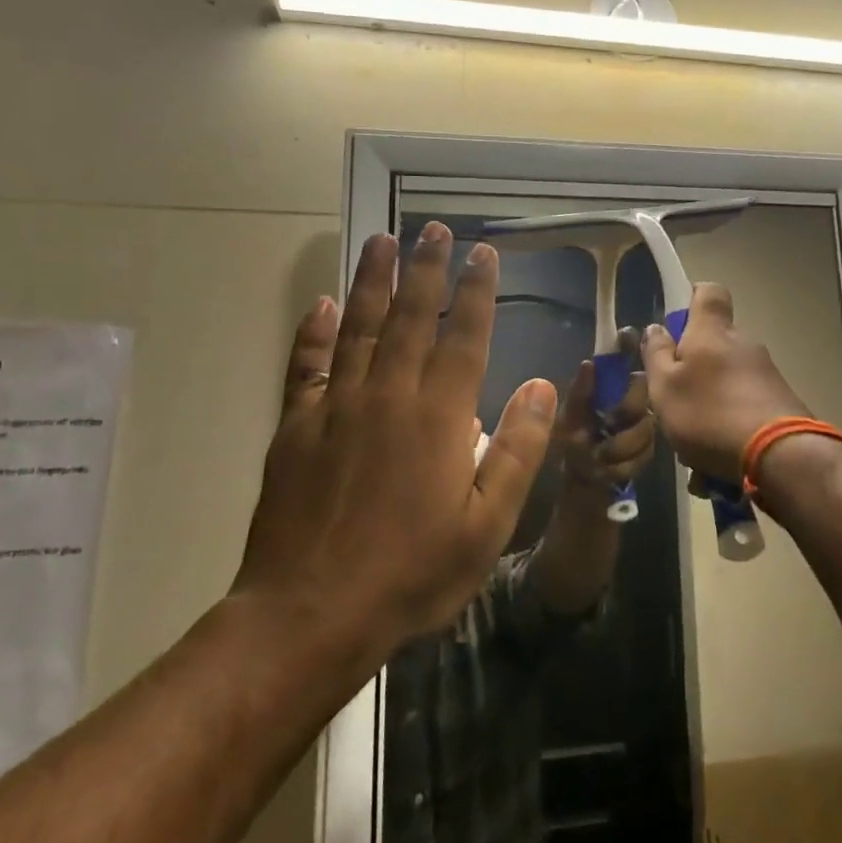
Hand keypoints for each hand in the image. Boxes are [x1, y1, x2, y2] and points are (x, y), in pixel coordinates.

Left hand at [232, 225, 557, 651]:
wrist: (311, 614)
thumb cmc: (413, 572)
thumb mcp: (488, 524)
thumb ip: (518, 449)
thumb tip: (544, 385)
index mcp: (439, 415)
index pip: (465, 335)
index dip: (477, 290)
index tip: (484, 253)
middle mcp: (388, 394)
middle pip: (411, 316)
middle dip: (426, 268)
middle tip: (433, 228)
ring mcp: (337, 407)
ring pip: (359, 327)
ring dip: (373, 280)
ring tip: (381, 240)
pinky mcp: (297, 427)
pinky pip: (306, 366)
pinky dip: (314, 331)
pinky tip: (322, 303)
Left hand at [550, 330, 656, 496]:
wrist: (582, 493)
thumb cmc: (571, 450)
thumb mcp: (569, 422)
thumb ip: (580, 395)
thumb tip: (589, 363)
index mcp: (606, 389)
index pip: (620, 359)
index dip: (626, 345)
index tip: (626, 336)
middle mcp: (627, 401)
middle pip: (642, 389)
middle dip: (626, 410)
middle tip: (608, 426)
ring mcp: (641, 426)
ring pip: (646, 425)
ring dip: (622, 445)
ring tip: (601, 458)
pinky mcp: (647, 453)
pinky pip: (646, 453)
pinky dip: (625, 465)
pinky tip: (610, 472)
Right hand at [640, 283, 808, 482]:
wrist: (780, 456)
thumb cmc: (710, 414)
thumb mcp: (665, 388)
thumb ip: (656, 355)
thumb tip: (655, 328)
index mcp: (712, 332)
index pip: (708, 292)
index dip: (691, 298)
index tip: (675, 324)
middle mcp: (743, 344)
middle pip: (715, 343)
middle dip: (694, 368)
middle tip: (674, 401)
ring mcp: (766, 374)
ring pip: (727, 382)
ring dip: (709, 406)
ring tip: (694, 451)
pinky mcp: (781, 403)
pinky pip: (744, 408)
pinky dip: (728, 429)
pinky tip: (717, 467)